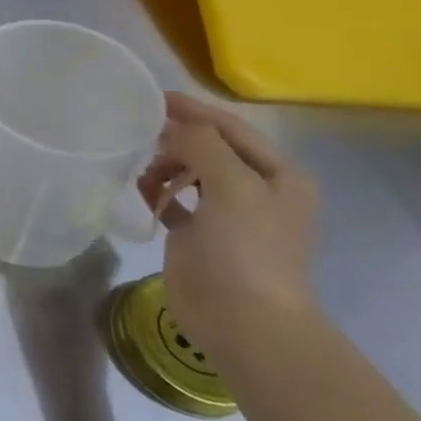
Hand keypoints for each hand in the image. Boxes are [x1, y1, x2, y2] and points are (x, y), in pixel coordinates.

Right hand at [138, 93, 320, 364]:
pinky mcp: (200, 234)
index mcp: (278, 175)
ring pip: (189, 170)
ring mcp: (228, 214)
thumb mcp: (233, 186)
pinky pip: (173, 199)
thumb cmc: (246, 250)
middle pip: (209, 146)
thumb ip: (203, 144)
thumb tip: (172, 124)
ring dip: (164, 166)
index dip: (193, 110)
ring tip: (145, 175)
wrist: (244, 322)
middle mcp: (257, 189)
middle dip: (175, 139)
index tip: (152, 97)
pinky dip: (157, 192)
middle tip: (141, 139)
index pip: (230, 128)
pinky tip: (144, 195)